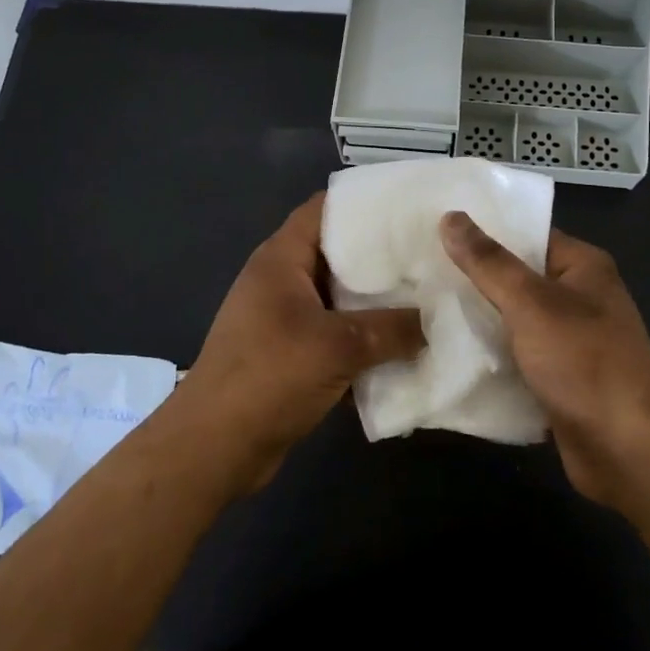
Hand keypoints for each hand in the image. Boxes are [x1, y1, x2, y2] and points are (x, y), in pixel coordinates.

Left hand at [163, 194, 422, 494]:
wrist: (214, 448)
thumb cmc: (269, 376)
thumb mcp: (338, 346)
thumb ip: (392, 328)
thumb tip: (434, 320)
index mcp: (282, 259)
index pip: (325, 208)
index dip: (366, 202)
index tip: (411, 207)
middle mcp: (281, 280)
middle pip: (338, 253)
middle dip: (382, 256)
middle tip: (431, 256)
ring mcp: (284, 318)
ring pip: (339, 298)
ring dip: (376, 303)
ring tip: (427, 298)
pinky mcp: (290, 354)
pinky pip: (335, 334)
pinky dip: (363, 339)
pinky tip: (403, 346)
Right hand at [439, 211, 649, 539]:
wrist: (629, 452)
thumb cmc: (585, 363)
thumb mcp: (531, 304)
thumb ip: (489, 263)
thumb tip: (450, 216)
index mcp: (583, 267)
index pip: (526, 234)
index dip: (483, 230)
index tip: (434, 228)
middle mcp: (580, 297)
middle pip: (516, 277)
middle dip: (472, 276)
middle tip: (417, 266)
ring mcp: (570, 340)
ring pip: (513, 318)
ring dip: (476, 317)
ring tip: (421, 302)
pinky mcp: (559, 378)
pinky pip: (516, 354)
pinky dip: (489, 353)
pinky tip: (446, 348)